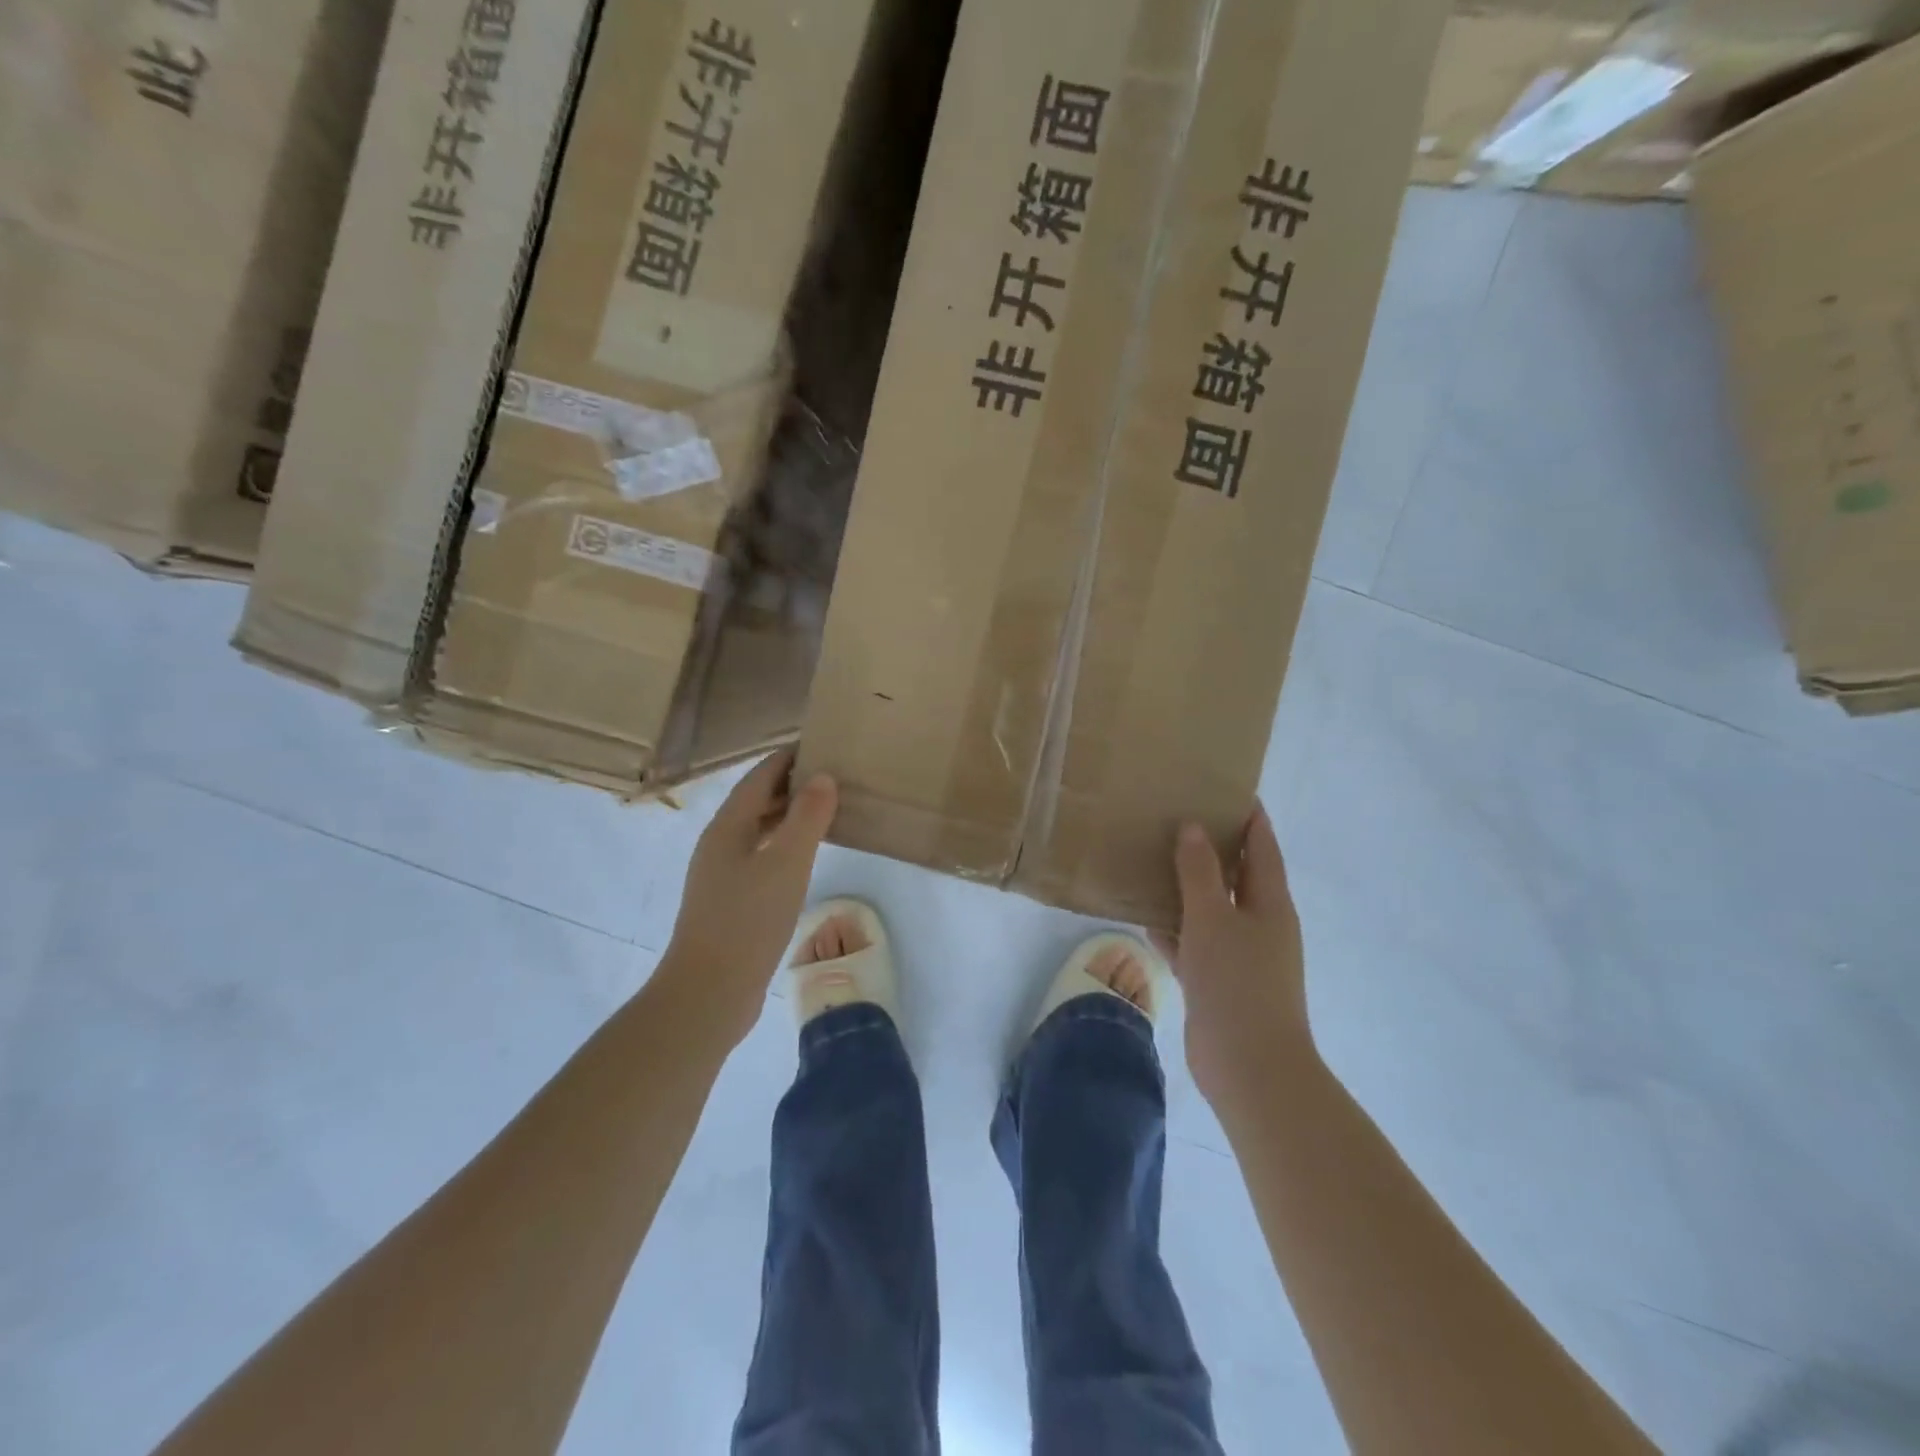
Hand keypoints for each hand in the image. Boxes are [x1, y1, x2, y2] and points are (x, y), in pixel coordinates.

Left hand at [663, 750, 837, 1044]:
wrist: (708, 993)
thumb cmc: (747, 922)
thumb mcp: (786, 864)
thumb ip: (807, 818)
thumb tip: (823, 776)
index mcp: (728, 826)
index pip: (761, 776)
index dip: (790, 756)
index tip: (823, 742)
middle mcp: (720, 843)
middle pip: (758, 800)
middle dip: (793, 783)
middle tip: (836, 773)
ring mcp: (722, 873)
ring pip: (760, 829)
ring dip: (790, 814)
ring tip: (829, 807)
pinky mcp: (730, 900)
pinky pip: (762, 856)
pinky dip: (786, 844)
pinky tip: (808, 856)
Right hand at [1154, 802, 1310, 1107]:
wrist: (1249, 1067)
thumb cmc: (1237, 983)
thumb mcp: (1213, 919)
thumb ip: (1200, 872)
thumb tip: (1194, 827)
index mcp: (1270, 903)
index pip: (1262, 846)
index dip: (1249, 816)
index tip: (1225, 788)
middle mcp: (1260, 924)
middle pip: (1236, 875)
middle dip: (1211, 847)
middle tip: (1176, 816)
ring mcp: (1240, 955)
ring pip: (1211, 909)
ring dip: (1187, 887)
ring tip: (1153, 858)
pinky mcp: (1218, 981)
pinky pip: (1194, 942)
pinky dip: (1175, 928)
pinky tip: (1145, 916)